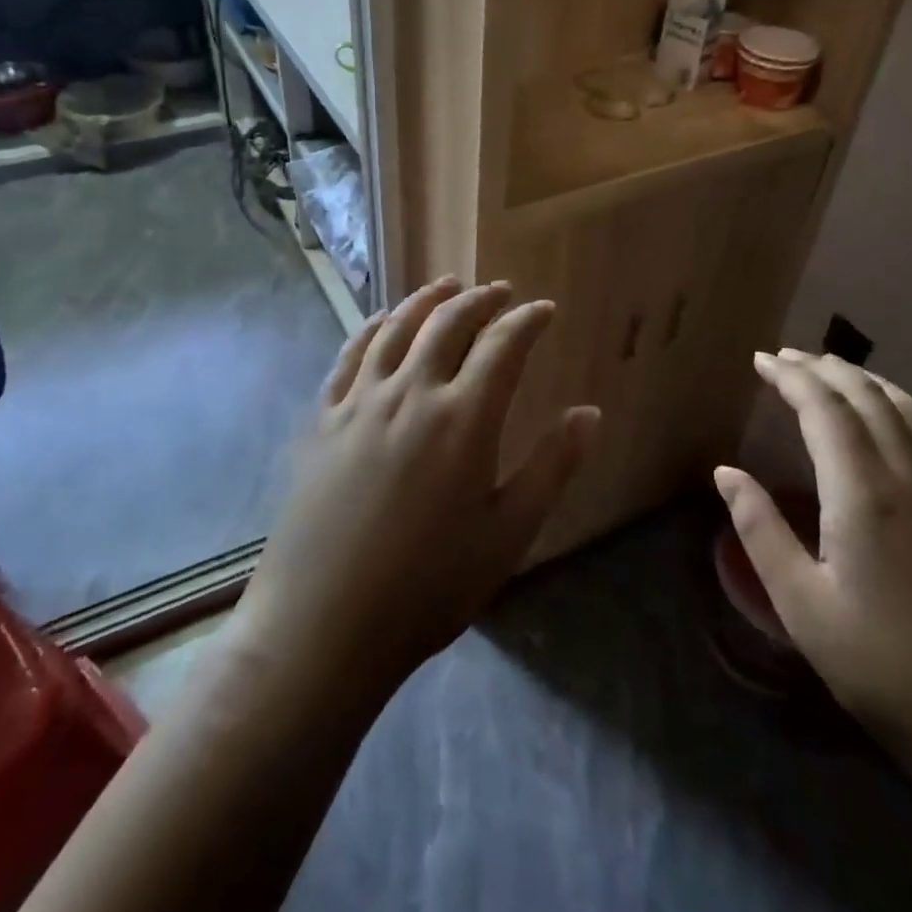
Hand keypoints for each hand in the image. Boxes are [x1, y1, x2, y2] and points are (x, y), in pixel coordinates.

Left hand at [237, 278, 600, 690]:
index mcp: (463, 419)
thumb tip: (589, 413)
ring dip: (427, 300)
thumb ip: (552, 466)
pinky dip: (373, 327)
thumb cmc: (429, 587)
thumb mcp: (508, 534)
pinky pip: (350, 355)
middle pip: (448, 323)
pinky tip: (383, 322)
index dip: (527, 321)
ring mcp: (359, 402)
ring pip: (397, 328)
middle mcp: (411, 393)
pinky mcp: (322, 419)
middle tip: (500, 291)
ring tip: (447, 286)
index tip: (544, 310)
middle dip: (480, 300)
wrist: (323, 625)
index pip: (503, 345)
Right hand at [714, 350, 911, 808]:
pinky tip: (880, 413)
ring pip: (903, 405)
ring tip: (825, 370)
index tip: (759, 360)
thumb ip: (760, 529)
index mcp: (864, 493)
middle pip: (864, 395)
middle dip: (821, 368)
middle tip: (782, 358)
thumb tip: (725, 472)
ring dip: (860, 378)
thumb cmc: (881, 666)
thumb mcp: (801, 605)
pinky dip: (893, 401)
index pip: (824, 409)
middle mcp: (910, 475)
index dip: (790, 377)